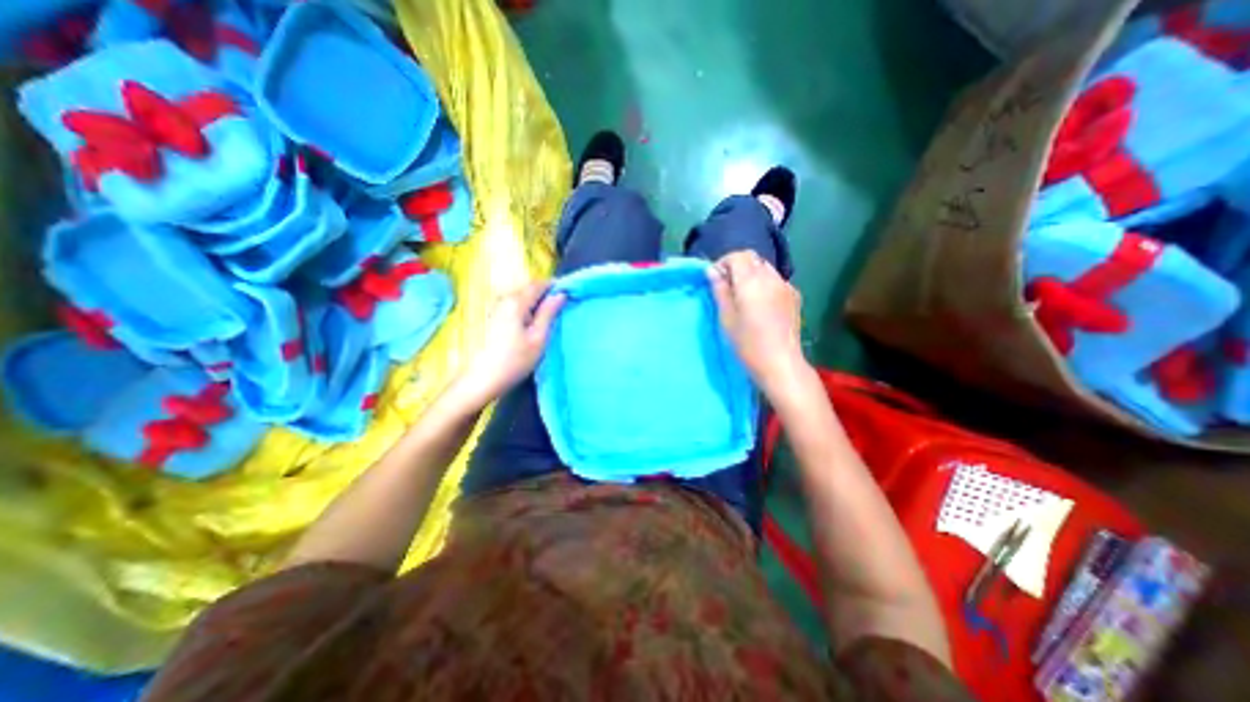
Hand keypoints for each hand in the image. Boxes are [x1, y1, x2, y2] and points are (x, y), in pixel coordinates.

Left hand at [450, 280, 567, 408]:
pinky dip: (527, 308)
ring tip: (551, 314)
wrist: (482, 380)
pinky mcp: (493, 318)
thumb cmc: (515, 360)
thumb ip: (549, 313)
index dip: (555, 285)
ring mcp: (496, 308)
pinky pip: (515, 305)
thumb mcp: (538, 337)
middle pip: (529, 288)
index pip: (539, 284)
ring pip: (521, 297)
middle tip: (563, 304)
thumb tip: (560, 294)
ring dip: (537, 301)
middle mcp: (504, 299)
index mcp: (516, 302)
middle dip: (546, 292)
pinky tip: (534, 321)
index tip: (569, 292)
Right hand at [707, 251, 804, 393]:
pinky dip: (765, 283)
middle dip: (737, 266)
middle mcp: (771, 277)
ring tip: (744, 296)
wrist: (781, 363)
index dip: (724, 263)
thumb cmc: (747, 343)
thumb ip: (720, 290)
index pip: (737, 256)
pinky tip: (762, 303)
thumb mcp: (726, 318)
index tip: (716, 279)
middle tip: (727, 287)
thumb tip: (712, 271)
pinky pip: (777, 280)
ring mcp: (786, 286)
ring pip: (766, 268)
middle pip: (753, 258)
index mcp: (751, 281)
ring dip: (752, 274)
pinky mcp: (795, 296)